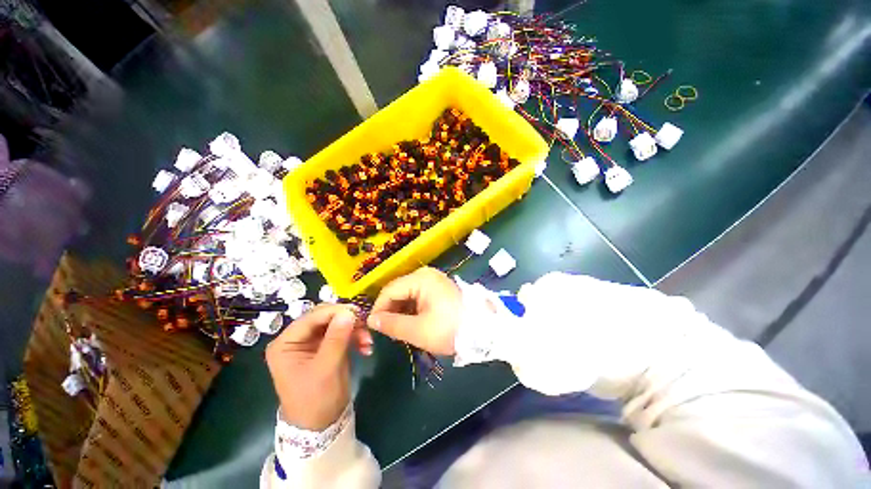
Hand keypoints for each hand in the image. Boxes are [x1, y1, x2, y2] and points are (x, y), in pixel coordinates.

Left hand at [265, 304, 371, 430]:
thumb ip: (336, 338)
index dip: (335, 312)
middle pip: (325, 317)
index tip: (357, 312)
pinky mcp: (326, 346)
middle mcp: (298, 338)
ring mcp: (313, 342)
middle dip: (346, 320)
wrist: (321, 425)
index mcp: (286, 343)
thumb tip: (349, 312)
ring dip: (354, 329)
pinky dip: (355, 336)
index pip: (312, 317)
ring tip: (367, 341)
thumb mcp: (326, 369)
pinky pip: (343, 332)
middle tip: (365, 324)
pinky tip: (365, 346)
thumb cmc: (316, 399)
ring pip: (337, 323)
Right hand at [367, 267, 461, 355]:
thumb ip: (392, 324)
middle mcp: (425, 274)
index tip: (373, 328)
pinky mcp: (438, 287)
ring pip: (407, 293)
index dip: (378, 309)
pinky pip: (417, 295)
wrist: (483, 329)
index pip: (389, 290)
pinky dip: (411, 308)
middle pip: (398, 290)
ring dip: (400, 310)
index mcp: (420, 279)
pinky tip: (410, 322)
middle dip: (389, 310)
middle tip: (386, 331)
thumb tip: (371, 320)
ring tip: (397, 329)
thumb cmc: (449, 329)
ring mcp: (433, 280)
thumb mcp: (418, 330)